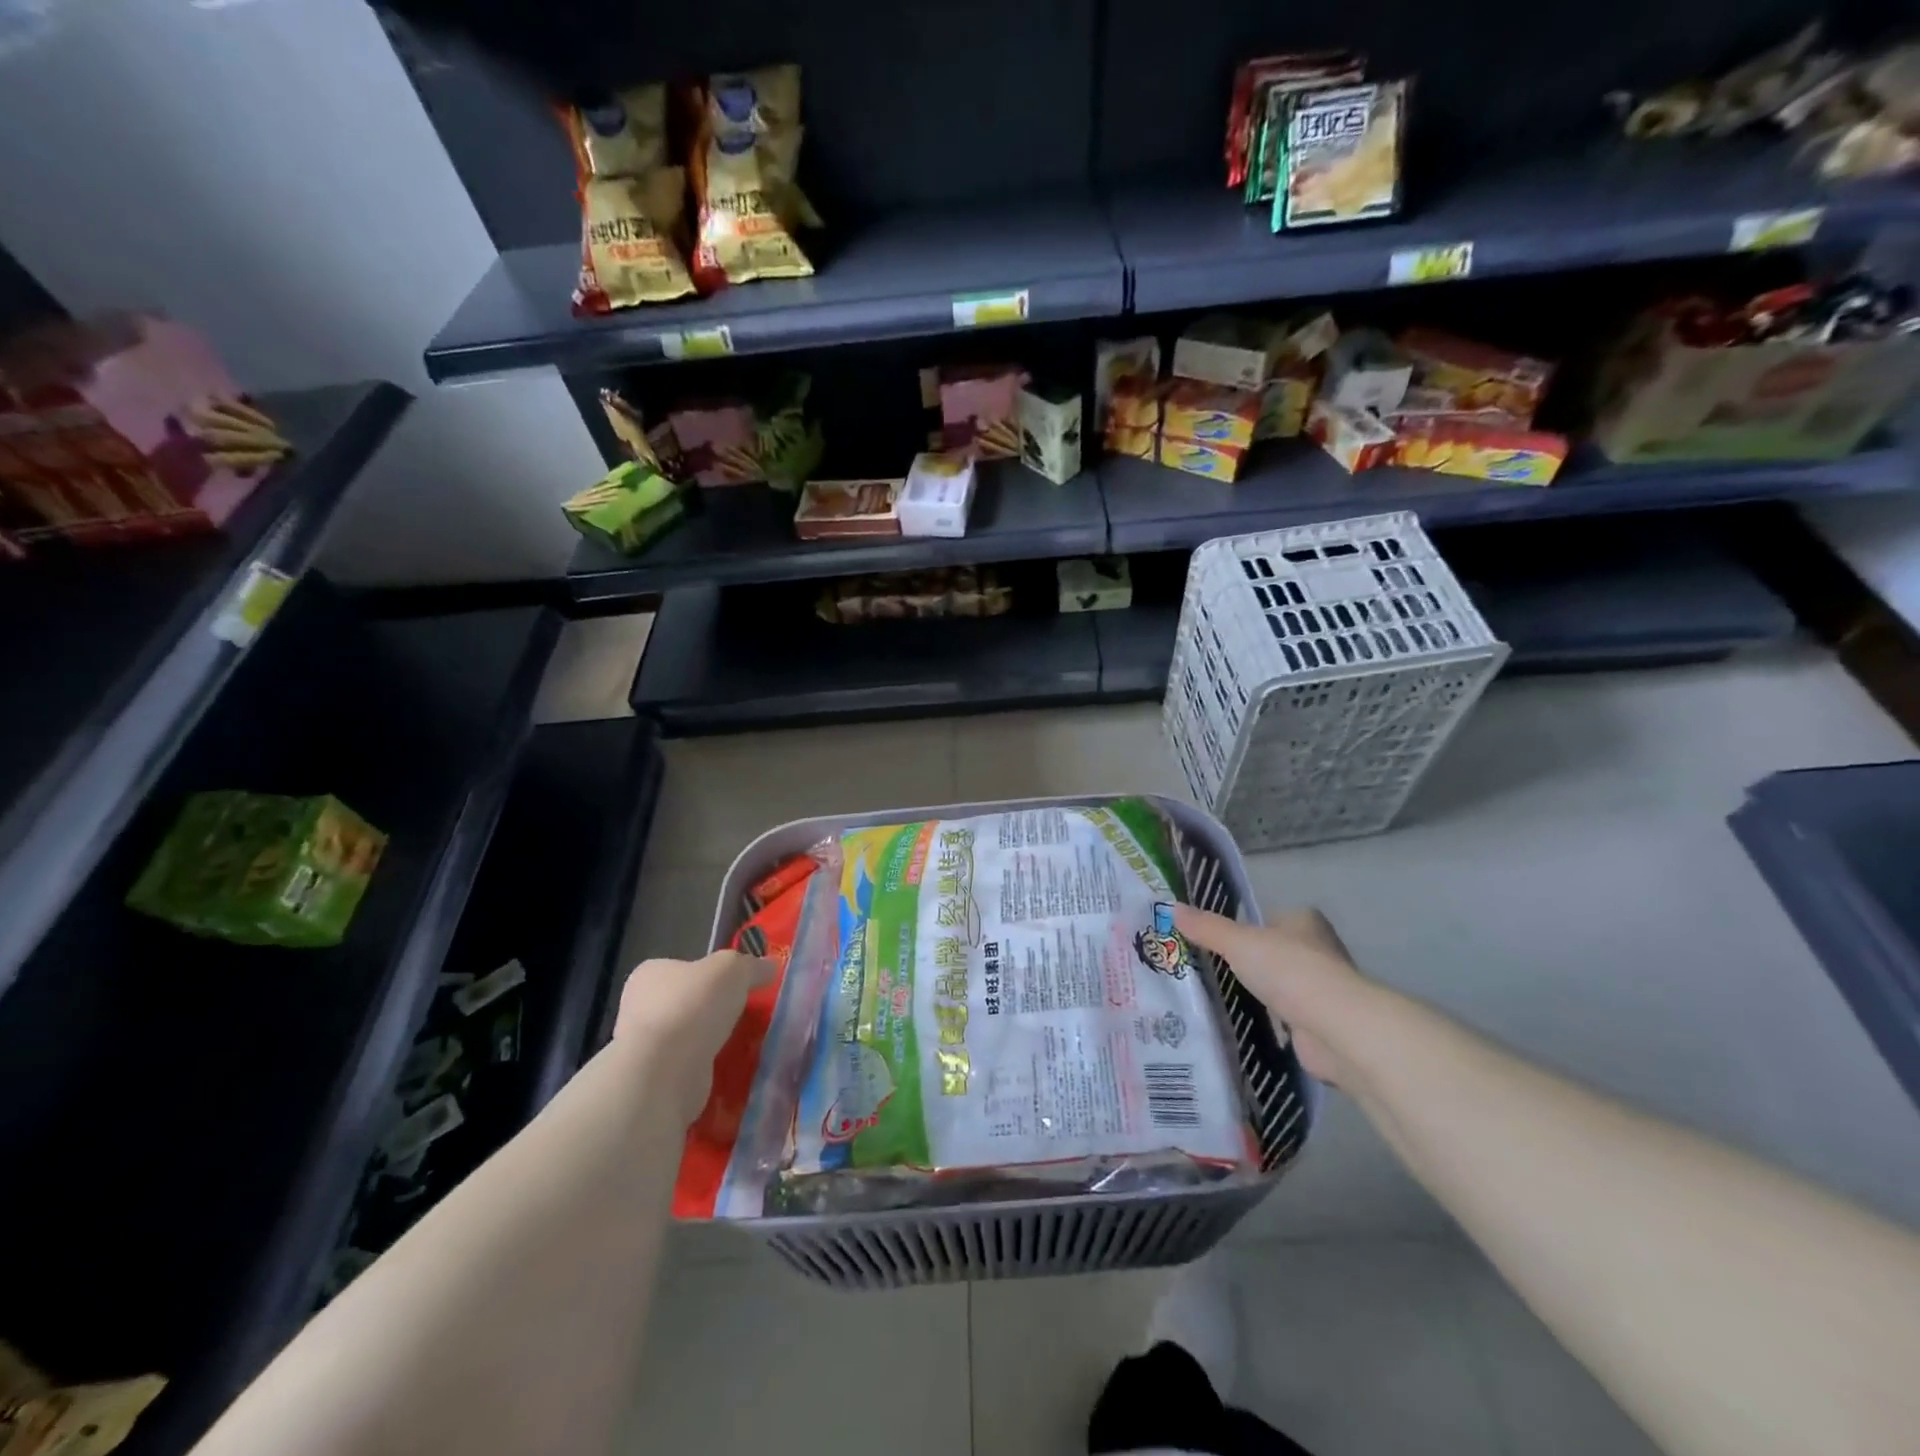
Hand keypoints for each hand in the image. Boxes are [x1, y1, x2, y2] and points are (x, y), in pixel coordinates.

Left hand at [613, 950, 773, 1124]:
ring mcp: (646, 1047)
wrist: (664, 1073)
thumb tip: (769, 967)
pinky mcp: (656, 1080)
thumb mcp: (734, 969)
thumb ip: (752, 966)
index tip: (739, 984)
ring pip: (690, 1037)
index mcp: (651, 974)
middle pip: (688, 1003)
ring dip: (714, 1041)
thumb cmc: (693, 1006)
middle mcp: (641, 1008)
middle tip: (749, 1014)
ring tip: (748, 1043)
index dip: (712, 974)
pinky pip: (691, 1067)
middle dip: (715, 1010)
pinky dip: (711, 1068)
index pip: (684, 967)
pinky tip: (734, 1068)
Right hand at [1176, 904, 1365, 1085]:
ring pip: (1282, 985)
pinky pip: (1288, 1016)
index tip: (1216, 941)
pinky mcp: (1322, 1023)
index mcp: (1304, 921)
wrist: (1335, 1028)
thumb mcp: (1238, 943)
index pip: (1269, 918)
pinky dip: (1271, 1020)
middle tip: (1210, 969)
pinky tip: (1246, 1024)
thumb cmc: (1289, 970)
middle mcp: (1318, 950)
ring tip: (1221, 996)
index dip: (1245, 927)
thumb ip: (1207, 929)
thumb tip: (1172, 908)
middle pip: (1275, 951)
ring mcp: (1322, 989)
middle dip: (1251, 962)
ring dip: (1261, 992)